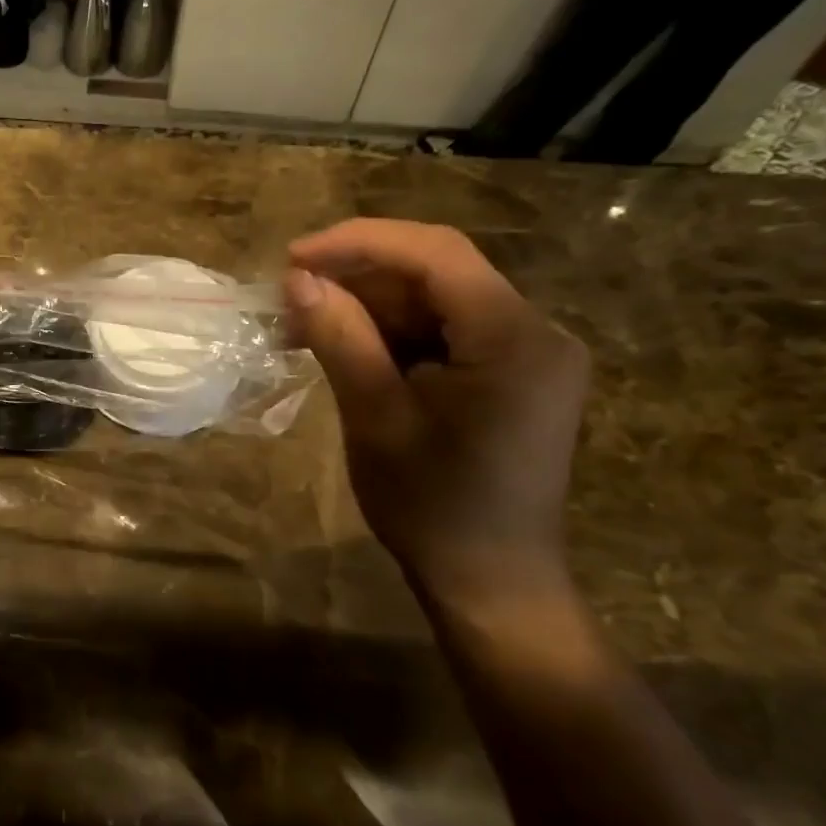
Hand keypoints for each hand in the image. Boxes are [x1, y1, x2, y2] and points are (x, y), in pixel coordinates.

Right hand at [285, 220, 589, 609]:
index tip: (292, 258)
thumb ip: (341, 338)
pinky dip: (392, 336)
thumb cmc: (432, 507)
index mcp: (515, 339)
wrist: (491, 582)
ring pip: (437, 303)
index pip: (436, 254)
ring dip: (369, 309)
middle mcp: (535, 332)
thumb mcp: (376, 418)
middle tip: (289, 301)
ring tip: (303, 330)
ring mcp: (528, 354)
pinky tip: (347, 351)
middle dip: (358, 279)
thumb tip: (297, 280)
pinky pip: (446, 334)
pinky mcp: (512, 377)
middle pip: (437, 275)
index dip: (359, 243)